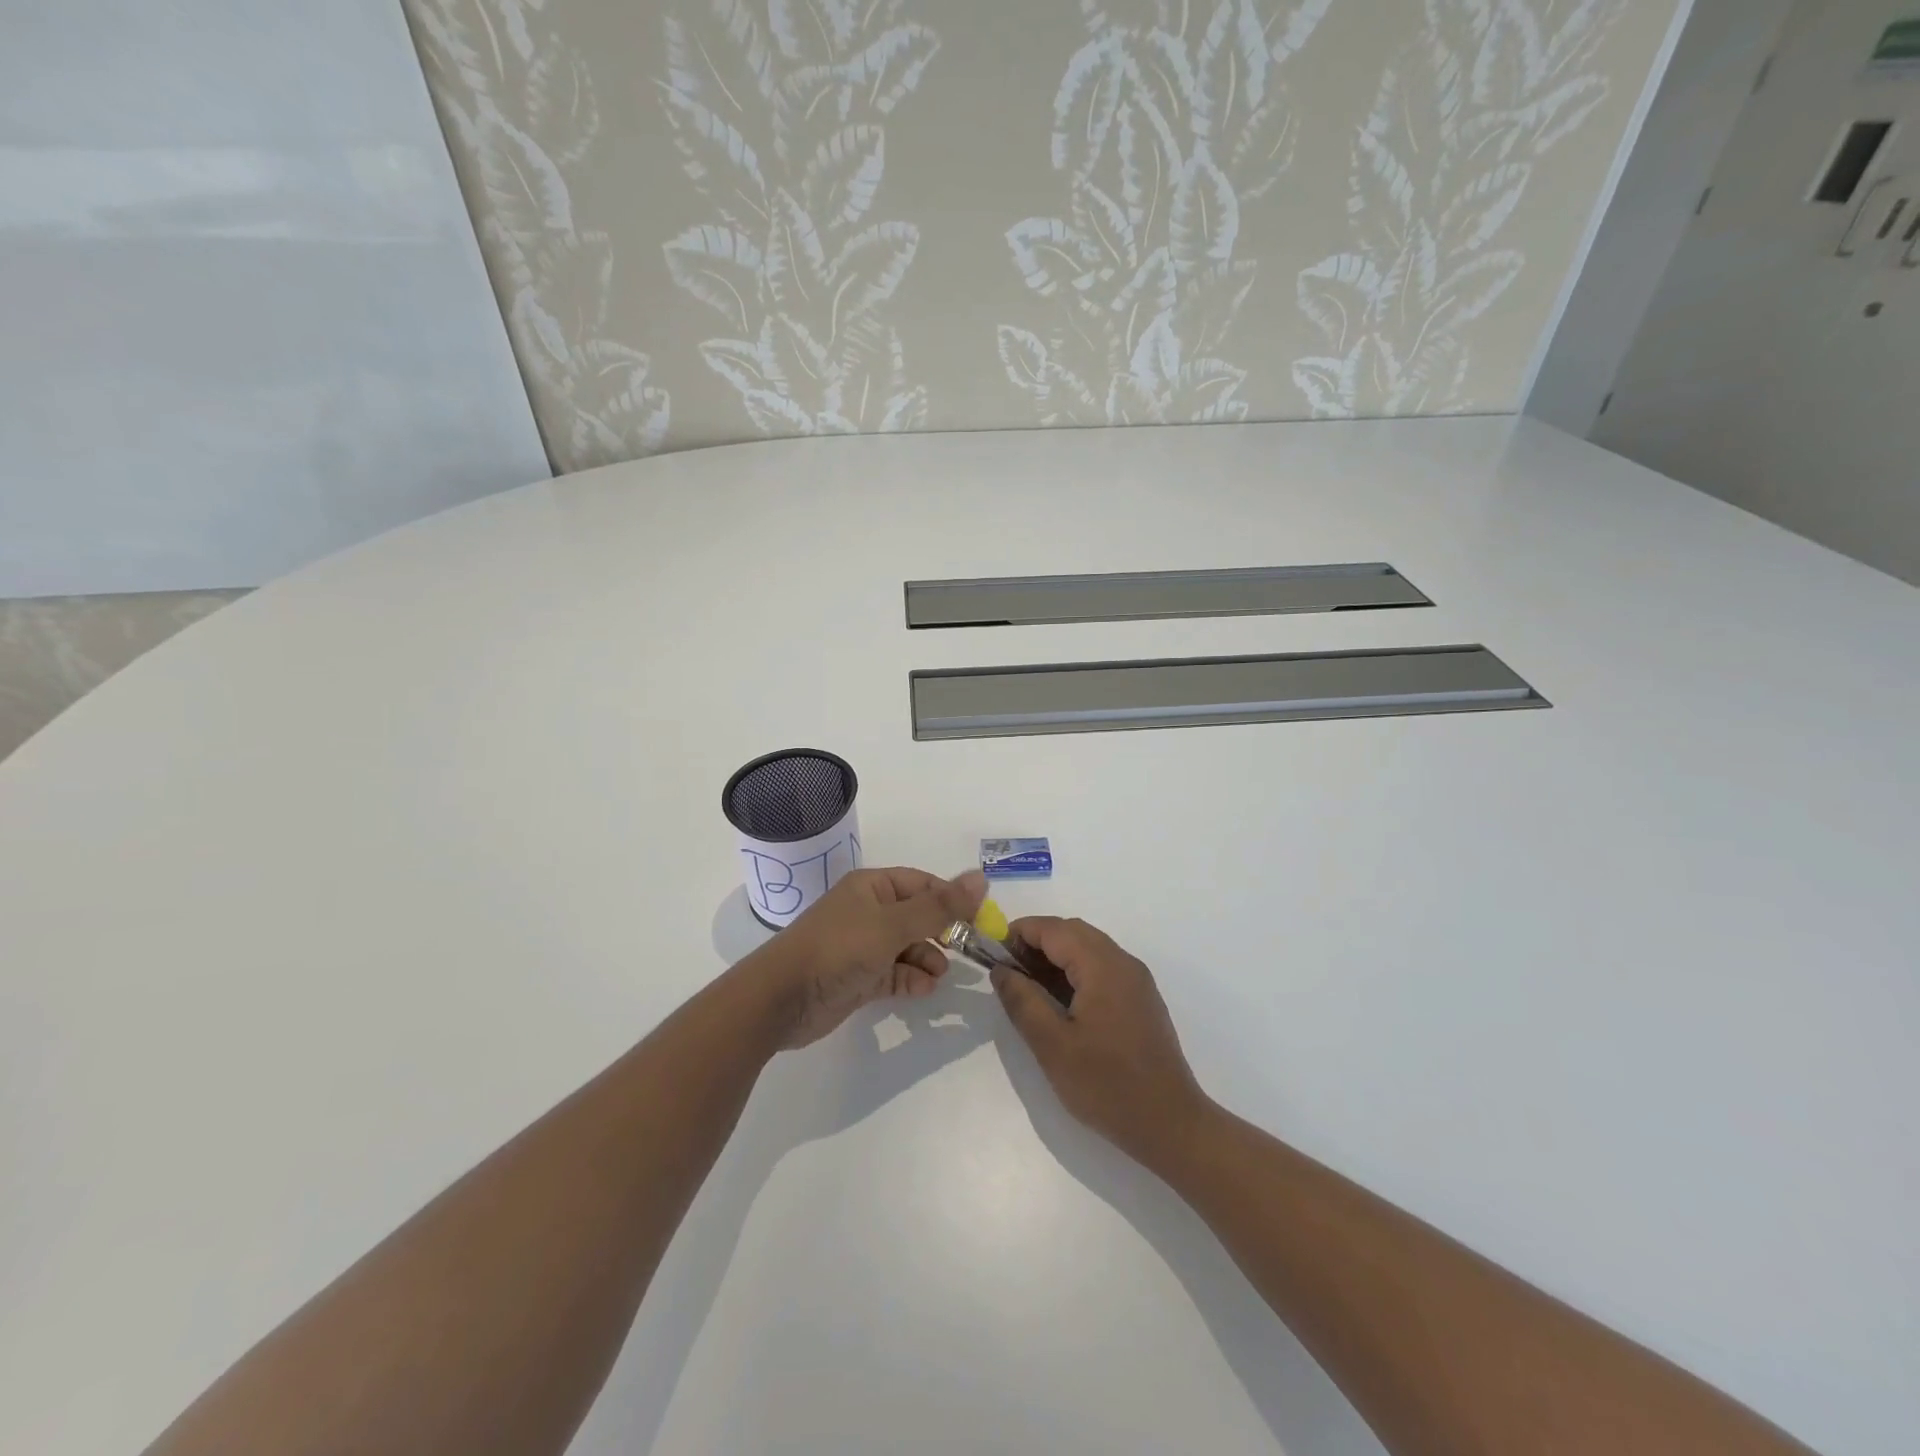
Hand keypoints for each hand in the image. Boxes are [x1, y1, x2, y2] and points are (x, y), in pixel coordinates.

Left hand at [746, 867, 986, 1048]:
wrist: (781, 999)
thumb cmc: (838, 949)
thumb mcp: (893, 924)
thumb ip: (939, 906)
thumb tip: (981, 878)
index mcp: (872, 887)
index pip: (922, 885)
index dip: (951, 899)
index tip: (980, 920)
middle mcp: (868, 912)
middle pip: (917, 916)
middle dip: (942, 932)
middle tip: (967, 950)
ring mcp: (862, 947)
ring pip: (907, 947)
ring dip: (927, 959)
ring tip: (940, 975)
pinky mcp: (858, 978)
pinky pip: (894, 973)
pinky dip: (910, 980)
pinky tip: (923, 990)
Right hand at [993, 916, 1211, 1169]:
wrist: (1170, 1125)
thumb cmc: (1107, 1085)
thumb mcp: (1052, 1046)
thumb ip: (1023, 1001)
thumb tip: (1000, 970)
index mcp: (1103, 966)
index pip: (1054, 929)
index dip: (1020, 933)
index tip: (992, 954)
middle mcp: (1123, 962)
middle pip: (1073, 933)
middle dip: (1037, 943)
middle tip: (1008, 972)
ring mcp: (1136, 981)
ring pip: (1089, 949)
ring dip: (1056, 957)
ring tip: (1028, 987)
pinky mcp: (1141, 1000)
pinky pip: (1103, 968)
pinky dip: (1076, 971)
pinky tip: (1060, 1002)